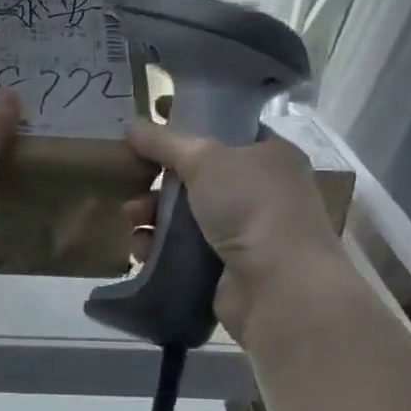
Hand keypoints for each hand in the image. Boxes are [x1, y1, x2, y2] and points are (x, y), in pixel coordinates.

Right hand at [122, 118, 345, 343]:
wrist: (279, 286)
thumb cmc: (251, 206)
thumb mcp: (204, 159)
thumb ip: (164, 141)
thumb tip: (131, 124)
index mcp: (269, 155)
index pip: (225, 132)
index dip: (188, 126)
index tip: (151, 129)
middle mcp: (262, 191)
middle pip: (198, 176)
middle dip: (159, 179)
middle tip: (133, 181)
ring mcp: (246, 232)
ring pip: (187, 215)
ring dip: (154, 214)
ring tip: (131, 219)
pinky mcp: (227, 267)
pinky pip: (185, 249)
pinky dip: (161, 247)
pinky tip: (141, 249)